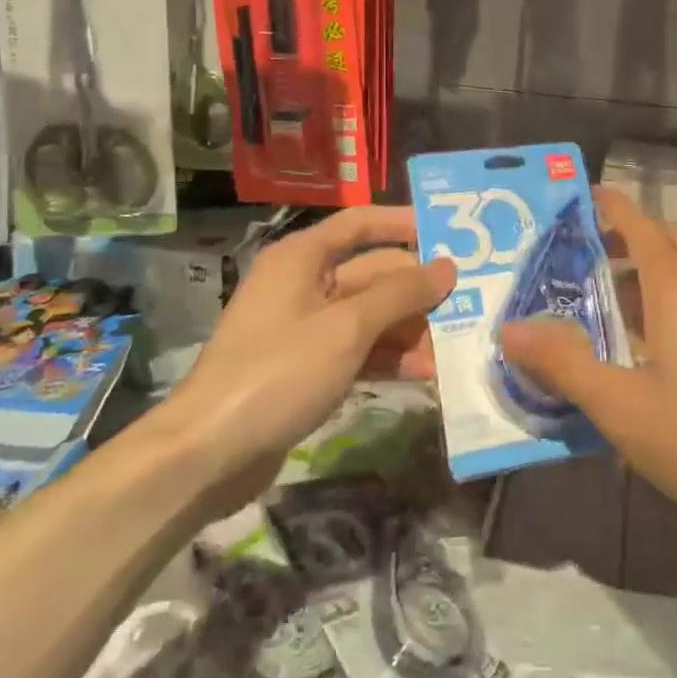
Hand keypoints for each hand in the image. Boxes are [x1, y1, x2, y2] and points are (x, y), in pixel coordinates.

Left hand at [159, 207, 454, 508]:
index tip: (450, 235)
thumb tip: (448, 267)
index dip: (404, 224)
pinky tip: (423, 373)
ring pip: (369, 315)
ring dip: (408, 329)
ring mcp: (304, 328)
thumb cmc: (279, 372)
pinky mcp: (306, 367)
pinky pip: (358, 349)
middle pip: (372, 274)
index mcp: (302, 258)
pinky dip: (388, 357)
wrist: (208, 454)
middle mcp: (303, 283)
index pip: (361, 223)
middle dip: (417, 291)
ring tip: (451, 349)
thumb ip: (401, 294)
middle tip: (468, 304)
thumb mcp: (347, 328)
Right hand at [500, 189, 676, 534]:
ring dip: (654, 274)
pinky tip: (666, 349)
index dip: (613, 206)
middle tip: (590, 252)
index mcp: (676, 289)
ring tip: (619, 301)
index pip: (641, 226)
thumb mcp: (622, 407)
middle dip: (630, 238)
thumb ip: (564, 365)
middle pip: (668, 244)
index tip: (588, 194)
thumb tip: (510, 329)